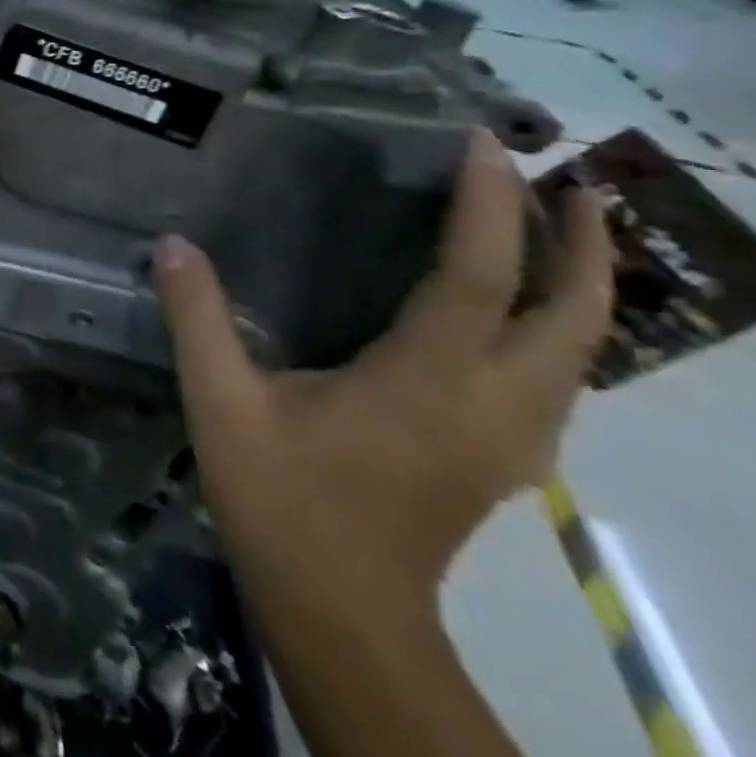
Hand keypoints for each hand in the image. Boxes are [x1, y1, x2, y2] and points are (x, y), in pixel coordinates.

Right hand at [153, 130, 614, 609]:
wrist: (341, 611)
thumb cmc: (282, 499)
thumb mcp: (221, 402)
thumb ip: (197, 318)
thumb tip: (172, 244)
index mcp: (427, 380)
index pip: (479, 275)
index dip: (490, 205)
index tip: (487, 145)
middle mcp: (492, 403)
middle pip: (572, 314)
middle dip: (583, 243)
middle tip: (569, 182)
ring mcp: (511, 437)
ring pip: (579, 350)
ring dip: (581, 285)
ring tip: (559, 233)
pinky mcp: (505, 459)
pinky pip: (558, 377)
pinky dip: (559, 329)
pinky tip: (521, 317)